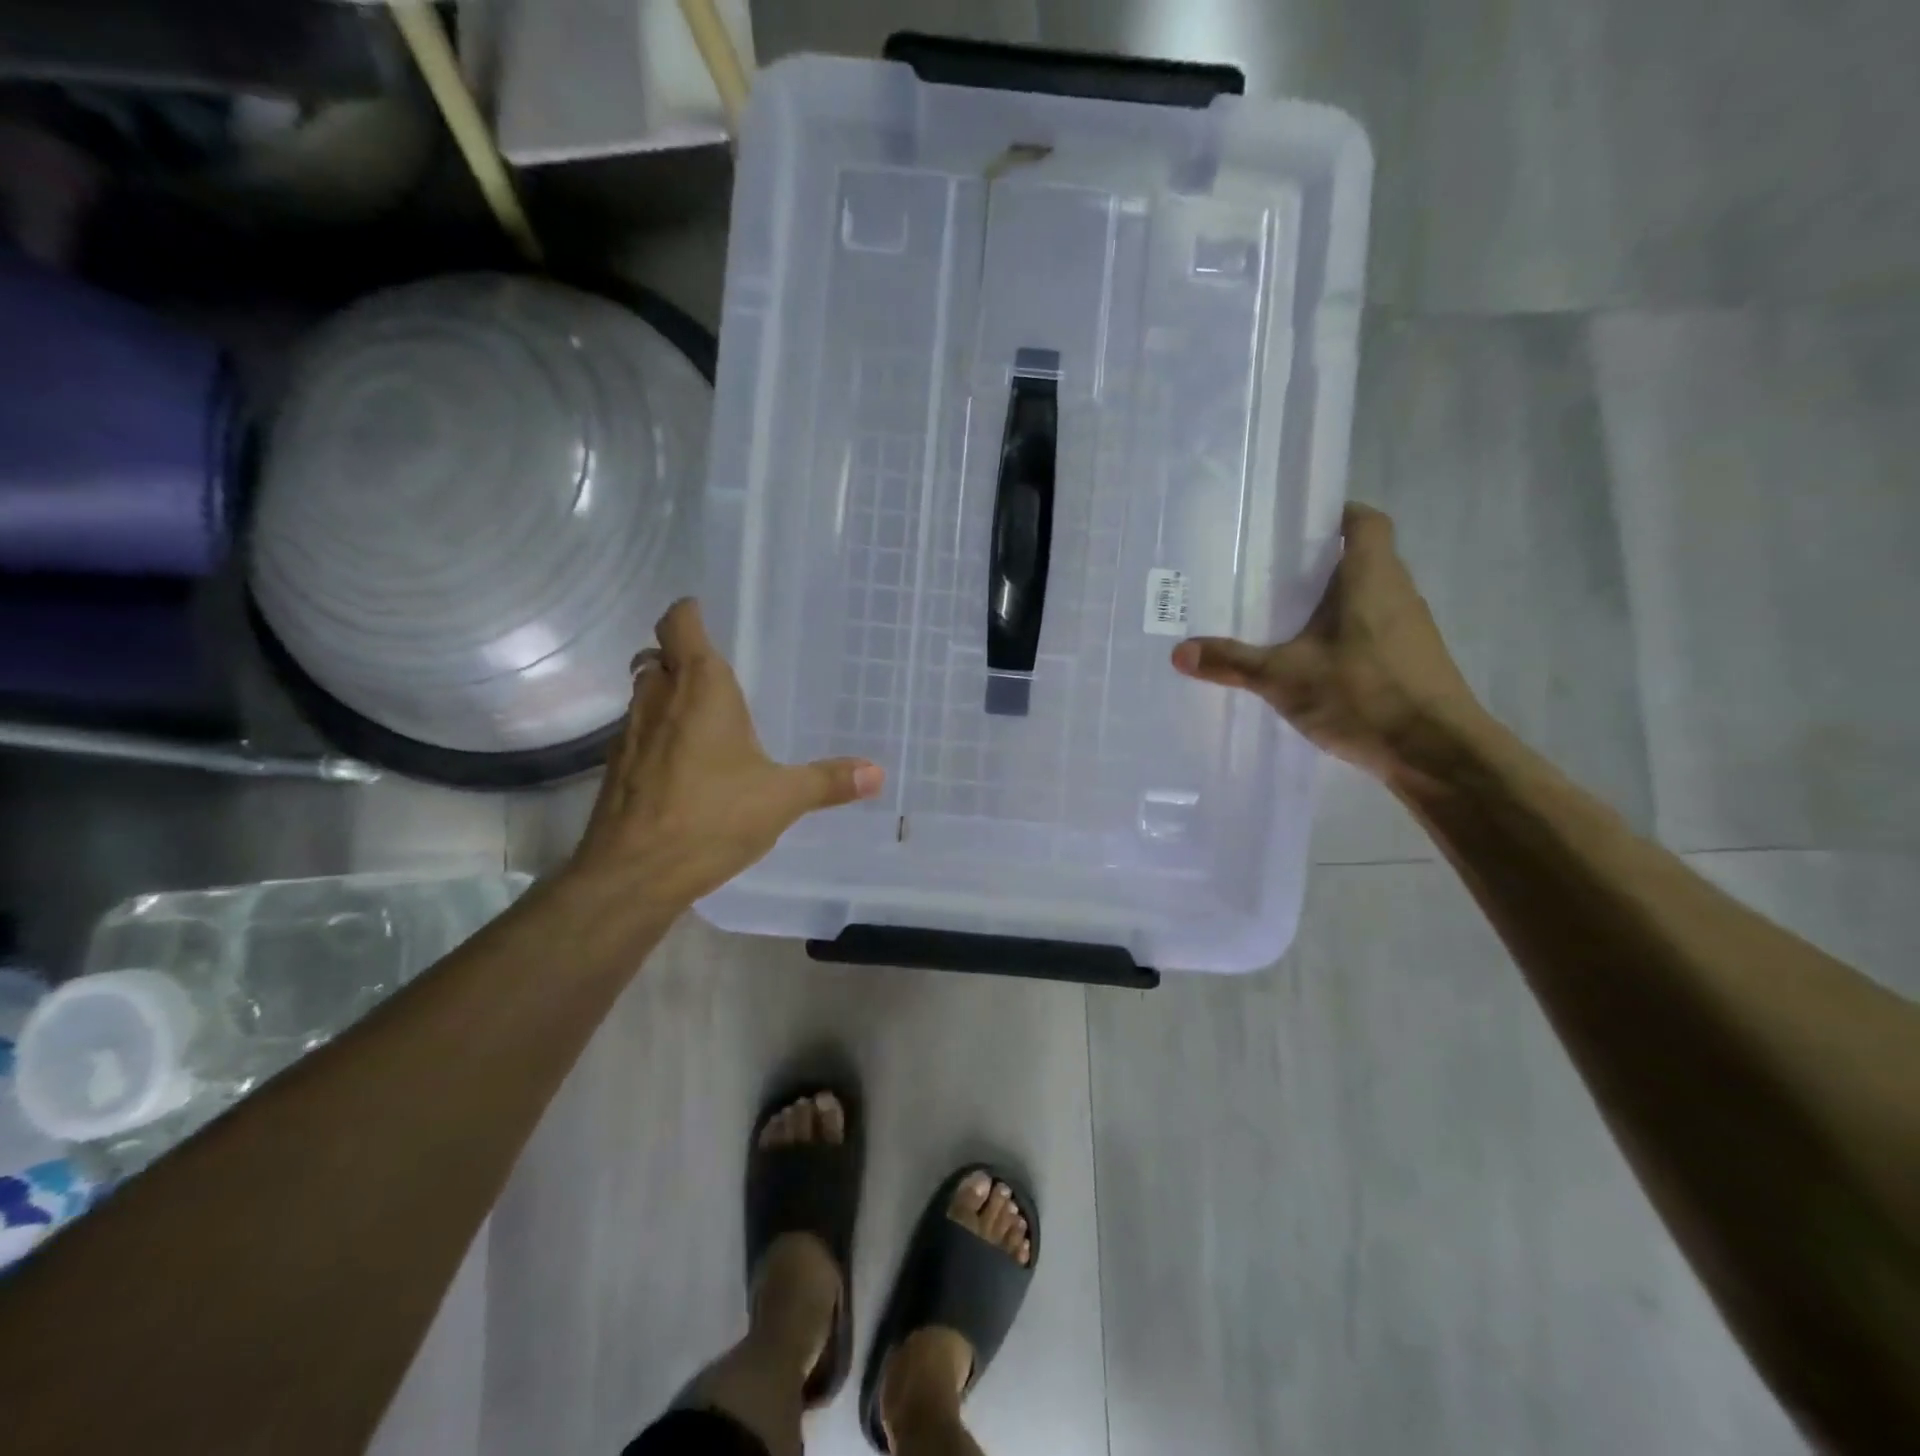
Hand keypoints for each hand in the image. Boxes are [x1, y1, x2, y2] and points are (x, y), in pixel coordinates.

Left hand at [567, 599, 884, 907]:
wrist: (634, 873)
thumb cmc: (712, 817)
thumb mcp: (783, 798)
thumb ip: (829, 781)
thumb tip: (877, 773)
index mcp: (701, 689)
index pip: (680, 624)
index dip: (688, 613)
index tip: (705, 612)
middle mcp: (659, 699)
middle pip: (657, 656)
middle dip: (679, 655)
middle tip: (715, 670)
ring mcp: (629, 733)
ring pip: (644, 693)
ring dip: (666, 693)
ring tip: (704, 714)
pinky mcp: (616, 769)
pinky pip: (637, 732)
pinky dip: (657, 732)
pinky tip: (684, 763)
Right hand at [1170, 503, 1483, 781]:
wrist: (1438, 752)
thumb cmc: (1364, 694)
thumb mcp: (1285, 678)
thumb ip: (1232, 662)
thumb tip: (1178, 653)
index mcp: (1371, 577)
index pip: (1364, 521)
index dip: (1335, 514)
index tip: (1296, 526)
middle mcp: (1398, 592)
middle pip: (1362, 558)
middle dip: (1318, 563)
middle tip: (1270, 574)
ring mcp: (1411, 628)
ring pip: (1368, 597)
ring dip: (1332, 602)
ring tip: (1283, 616)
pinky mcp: (1413, 661)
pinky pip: (1374, 630)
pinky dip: (1345, 634)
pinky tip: (1313, 660)